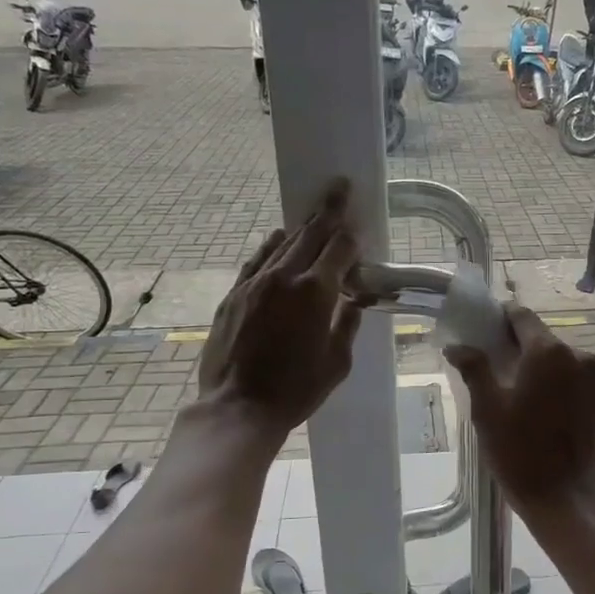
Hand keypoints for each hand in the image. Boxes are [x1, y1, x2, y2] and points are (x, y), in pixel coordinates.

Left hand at [199, 179, 362, 433]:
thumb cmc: (296, 390)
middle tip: (340, 186)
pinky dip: (271, 246)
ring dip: (302, 227)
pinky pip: (257, 260)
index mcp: (316, 292)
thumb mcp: (338, 362)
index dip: (352, 237)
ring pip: (282, 244)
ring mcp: (255, 283)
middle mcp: (285, 277)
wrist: (238, 407)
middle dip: (329, 209)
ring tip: (314, 213)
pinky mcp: (234, 295)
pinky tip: (277, 237)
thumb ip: (348, 324)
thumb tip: (356, 300)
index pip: (340, 249)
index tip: (360, 229)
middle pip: (311, 234)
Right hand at [445, 303, 594, 513]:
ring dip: (549, 372)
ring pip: (567, 362)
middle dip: (524, 351)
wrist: (563, 499)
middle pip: (545, 341)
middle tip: (503, 374)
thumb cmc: (518, 452)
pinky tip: (554, 414)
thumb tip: (457, 346)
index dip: (503, 319)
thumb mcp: (486, 410)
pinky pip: (584, 383)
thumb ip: (474, 368)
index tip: (490, 330)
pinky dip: (568, 389)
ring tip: (531, 399)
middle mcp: (580, 356)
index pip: (522, 317)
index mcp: (548, 352)